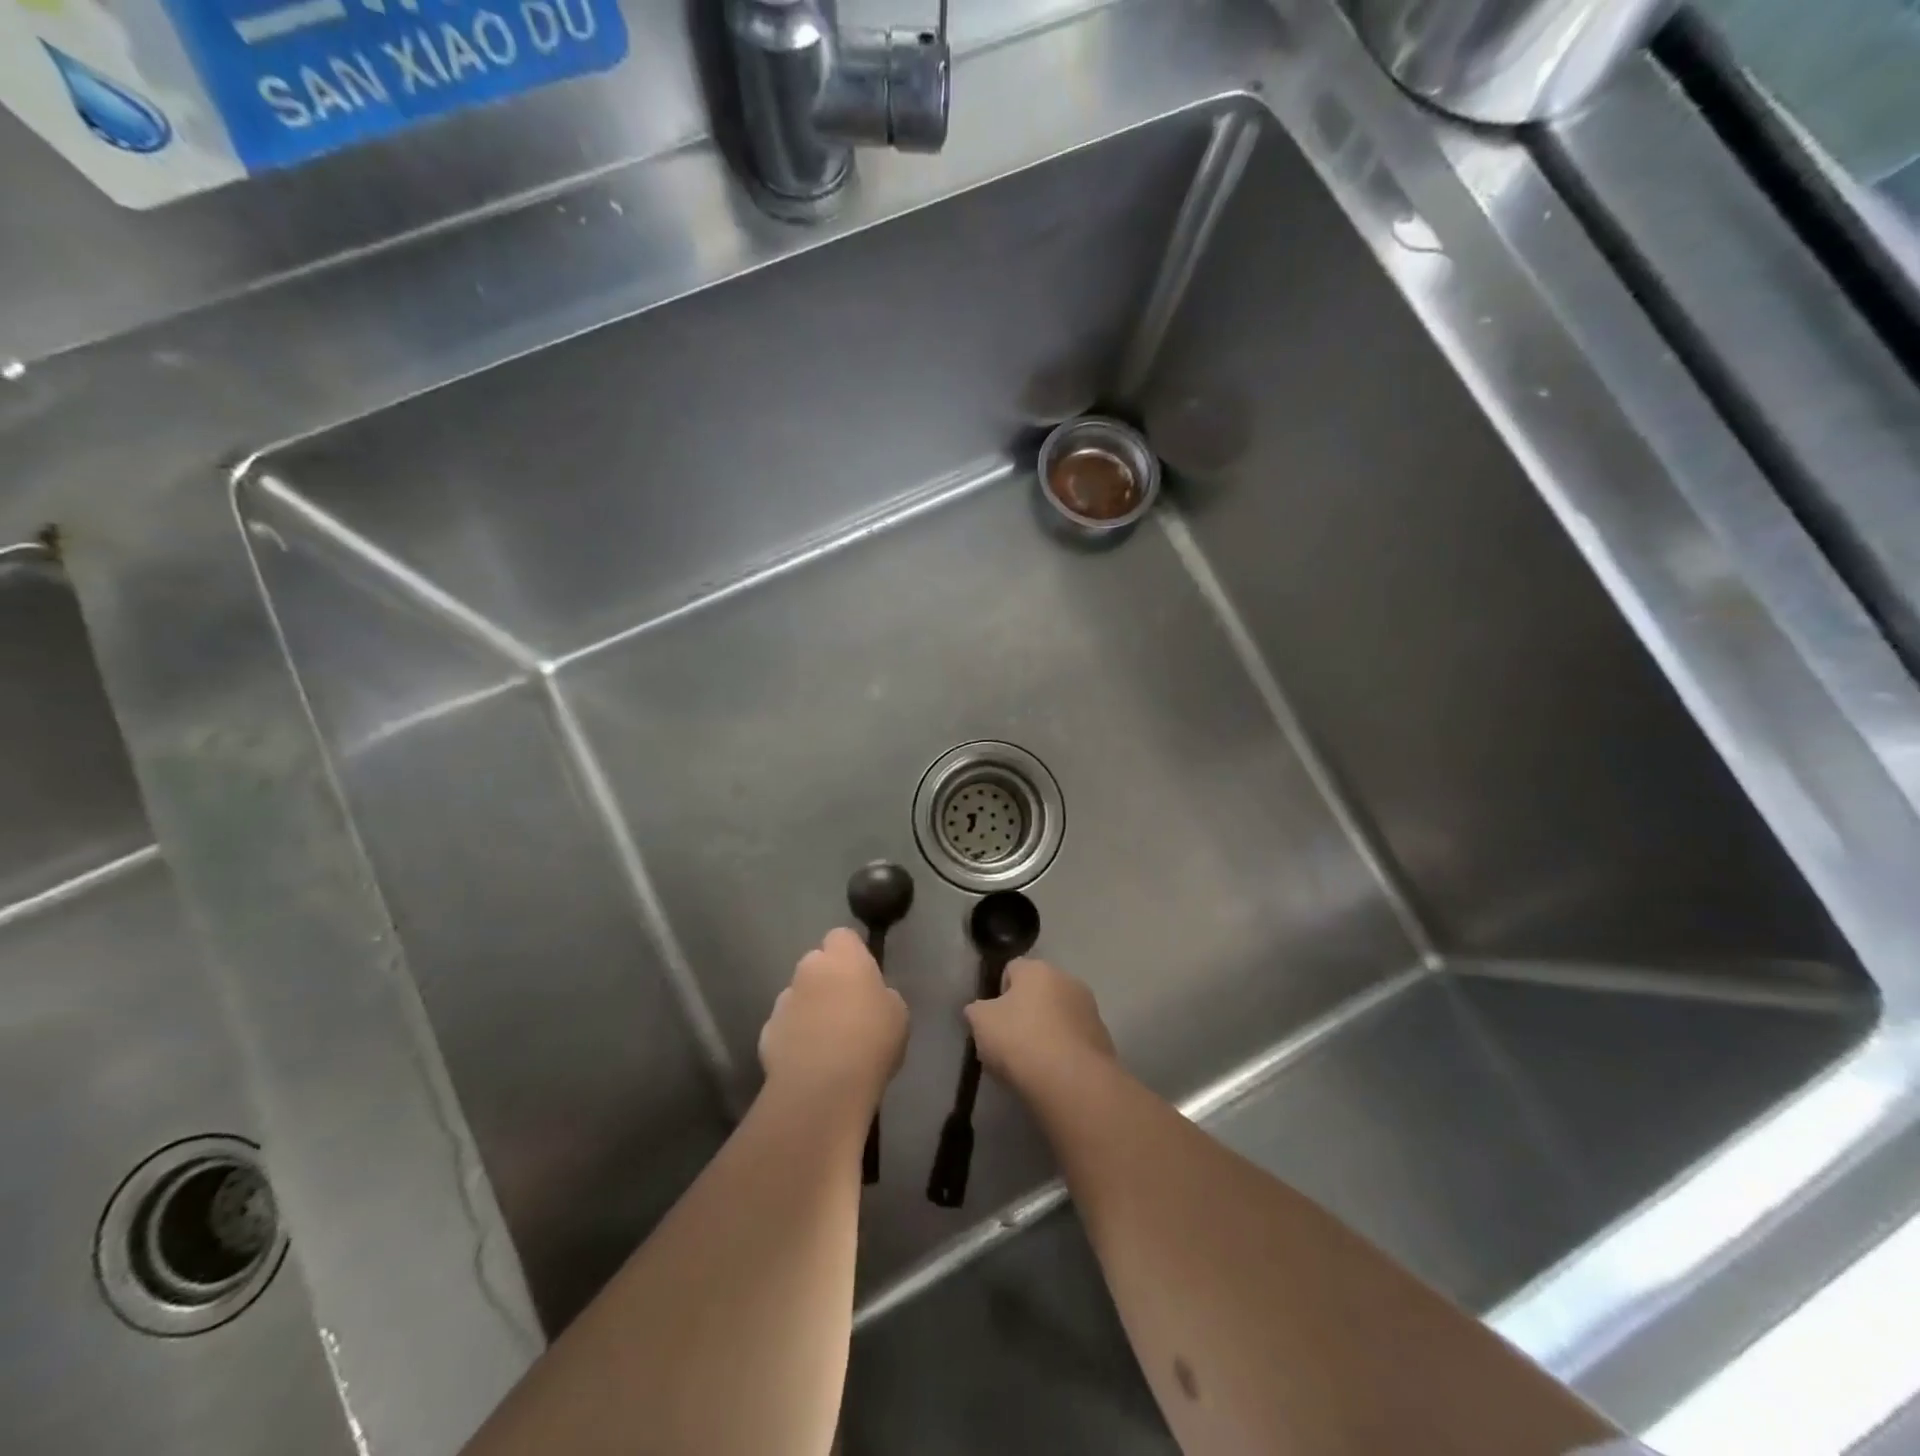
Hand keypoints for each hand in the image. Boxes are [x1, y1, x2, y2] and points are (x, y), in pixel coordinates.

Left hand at [759, 928, 908, 1116]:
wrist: (822, 1089)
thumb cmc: (871, 1042)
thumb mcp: (897, 1015)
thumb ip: (882, 996)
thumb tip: (870, 999)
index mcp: (843, 958)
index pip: (842, 937)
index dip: (852, 954)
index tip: (863, 978)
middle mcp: (808, 970)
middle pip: (816, 965)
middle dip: (827, 981)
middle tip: (846, 1010)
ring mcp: (783, 1001)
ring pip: (798, 996)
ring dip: (809, 1010)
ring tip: (826, 1043)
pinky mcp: (766, 1034)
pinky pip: (784, 1028)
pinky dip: (794, 1039)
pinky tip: (809, 1063)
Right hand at [965, 958, 1116, 1095]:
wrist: (1072, 1081)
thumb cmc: (1020, 1040)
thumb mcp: (980, 1022)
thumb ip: (977, 1011)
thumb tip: (981, 1011)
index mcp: (1037, 969)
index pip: (1012, 969)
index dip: (999, 992)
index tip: (993, 1020)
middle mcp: (1068, 980)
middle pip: (1039, 992)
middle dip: (1026, 1012)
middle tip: (1010, 1042)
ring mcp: (1090, 1009)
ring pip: (1059, 1016)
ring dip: (1047, 1031)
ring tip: (1032, 1063)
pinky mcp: (1103, 1038)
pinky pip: (1075, 1040)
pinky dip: (1064, 1051)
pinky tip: (1053, 1074)